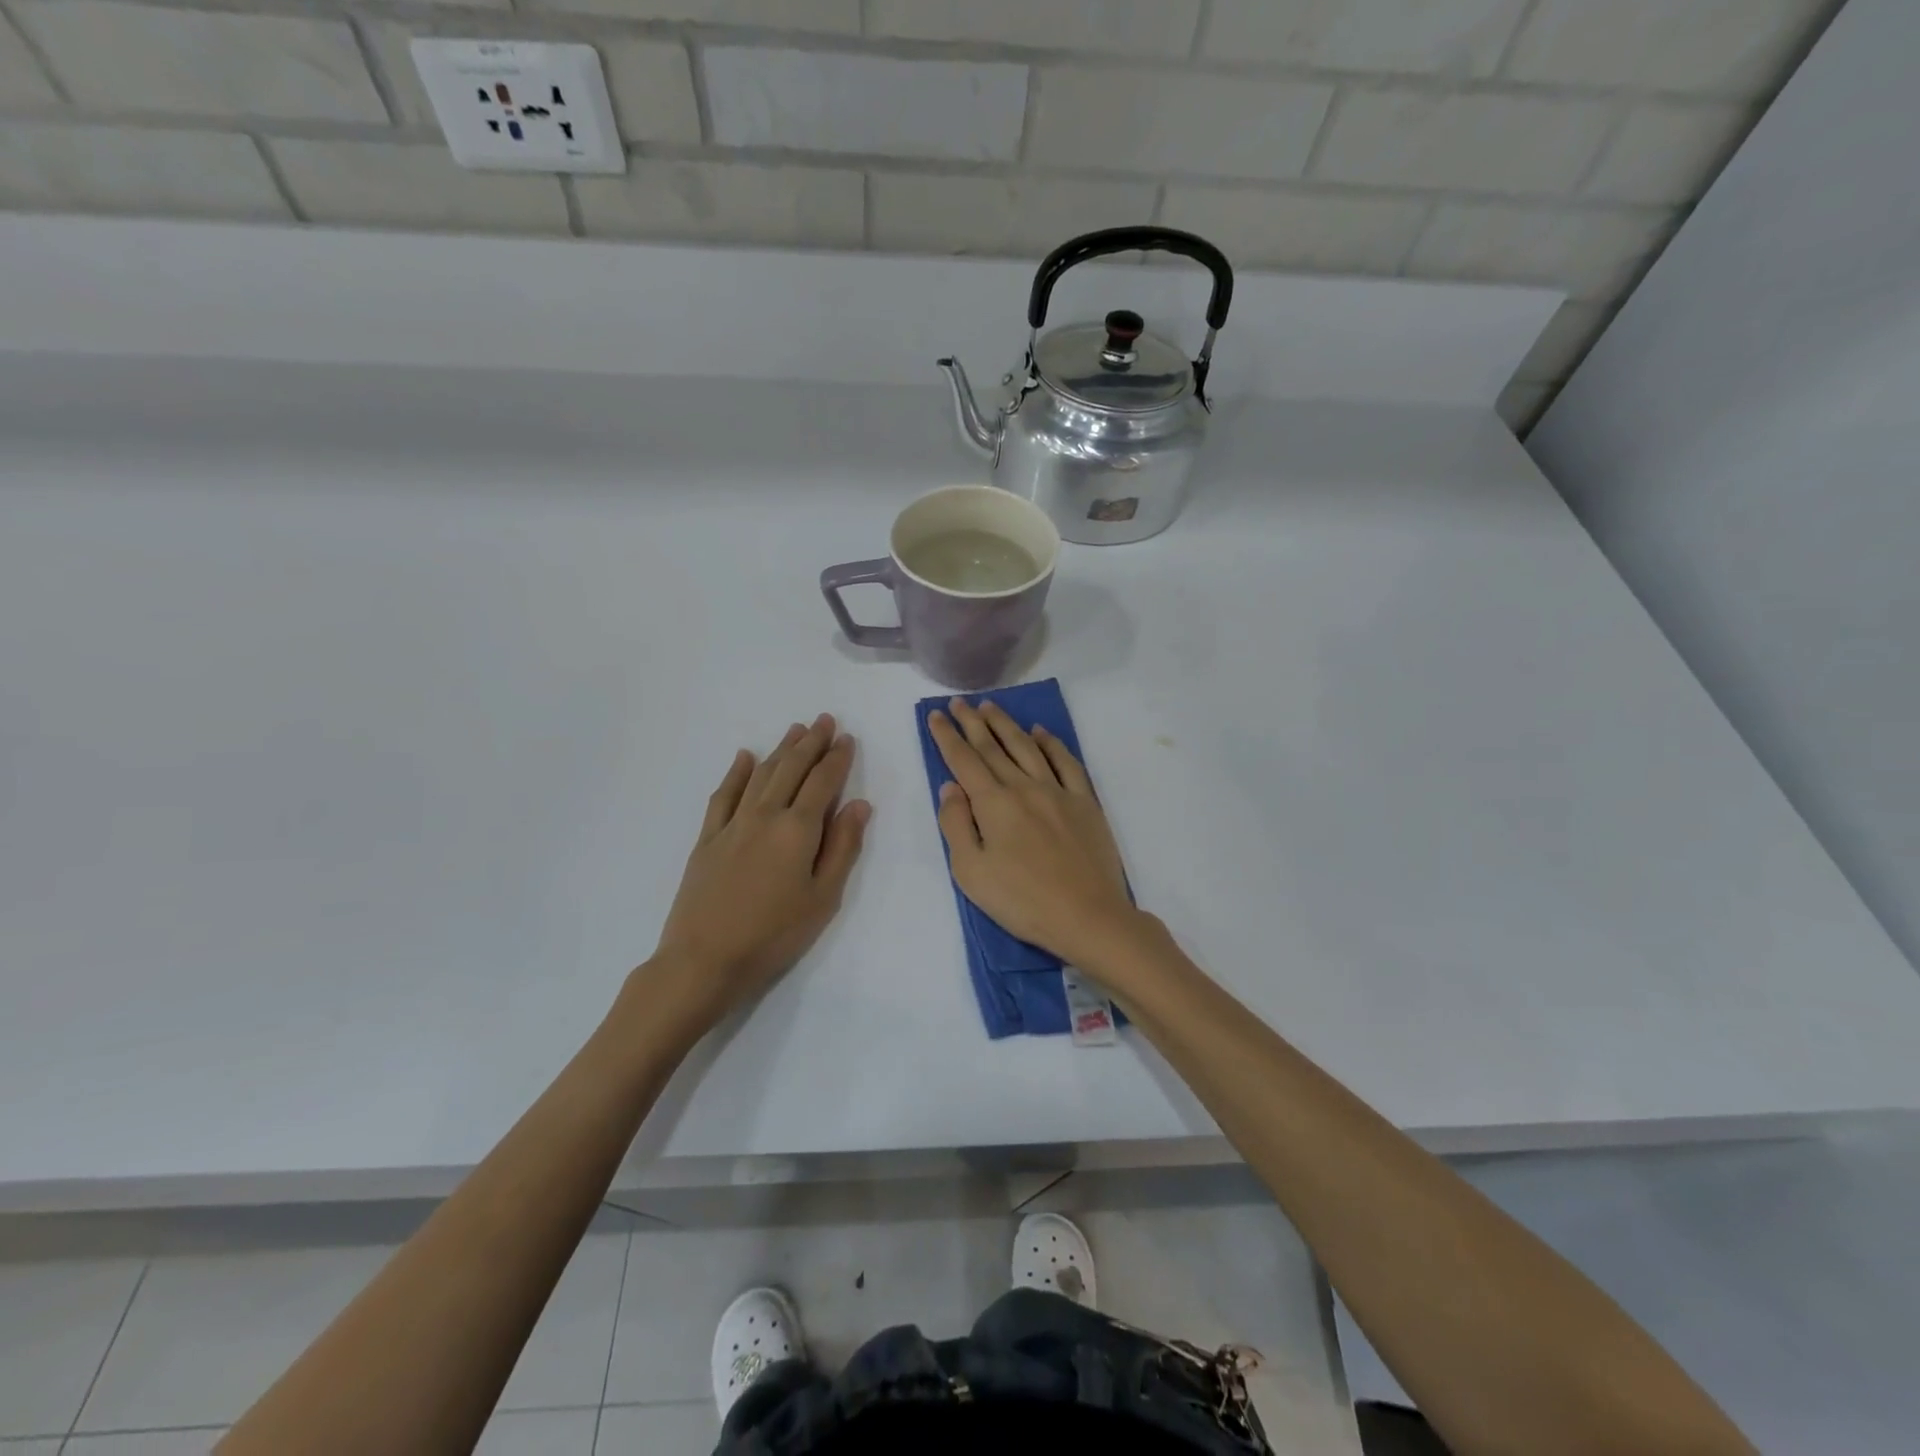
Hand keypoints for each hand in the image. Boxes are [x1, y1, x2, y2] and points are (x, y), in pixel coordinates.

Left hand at [651, 714, 869, 1026]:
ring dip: (780, 749)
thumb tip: (860, 804)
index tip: (847, 738)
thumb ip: (843, 847)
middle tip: (825, 720)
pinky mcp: (708, 838)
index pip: (823, 782)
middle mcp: (765, 815)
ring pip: (761, 774)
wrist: (704, 960)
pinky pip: (723, 795)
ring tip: (795, 729)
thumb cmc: (774, 935)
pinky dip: (736, 773)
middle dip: (811, 742)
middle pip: (791, 769)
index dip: (837, 758)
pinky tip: (744, 757)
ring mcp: (732, 824)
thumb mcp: (823, 898)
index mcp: (798, 829)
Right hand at [928, 697, 1137, 967]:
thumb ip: (956, 824)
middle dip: (973, 722)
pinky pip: (1066, 762)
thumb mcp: (971, 871)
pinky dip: (1051, 743)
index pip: (964, 760)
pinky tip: (1041, 732)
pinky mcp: (1085, 802)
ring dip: (1007, 725)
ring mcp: (1058, 791)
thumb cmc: (1022, 900)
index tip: (937, 714)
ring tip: (991, 707)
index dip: (948, 736)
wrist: (1087, 916)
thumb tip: (950, 787)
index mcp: (994, 803)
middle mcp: (1024, 787)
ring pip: (1027, 747)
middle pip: (993, 747)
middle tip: (960, 702)